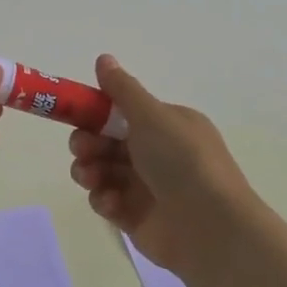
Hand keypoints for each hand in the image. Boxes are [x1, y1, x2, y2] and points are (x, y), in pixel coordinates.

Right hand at [67, 54, 258, 275]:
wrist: (210, 227)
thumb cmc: (182, 161)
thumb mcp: (152, 115)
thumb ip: (122, 89)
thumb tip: (103, 58)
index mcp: (167, 125)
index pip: (121, 112)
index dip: (95, 113)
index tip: (75, 115)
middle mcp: (157, 153)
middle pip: (106, 142)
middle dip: (87, 143)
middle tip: (83, 149)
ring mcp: (146, 187)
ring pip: (102, 171)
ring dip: (89, 170)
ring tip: (91, 177)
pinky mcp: (136, 217)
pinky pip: (107, 201)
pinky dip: (104, 199)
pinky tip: (112, 202)